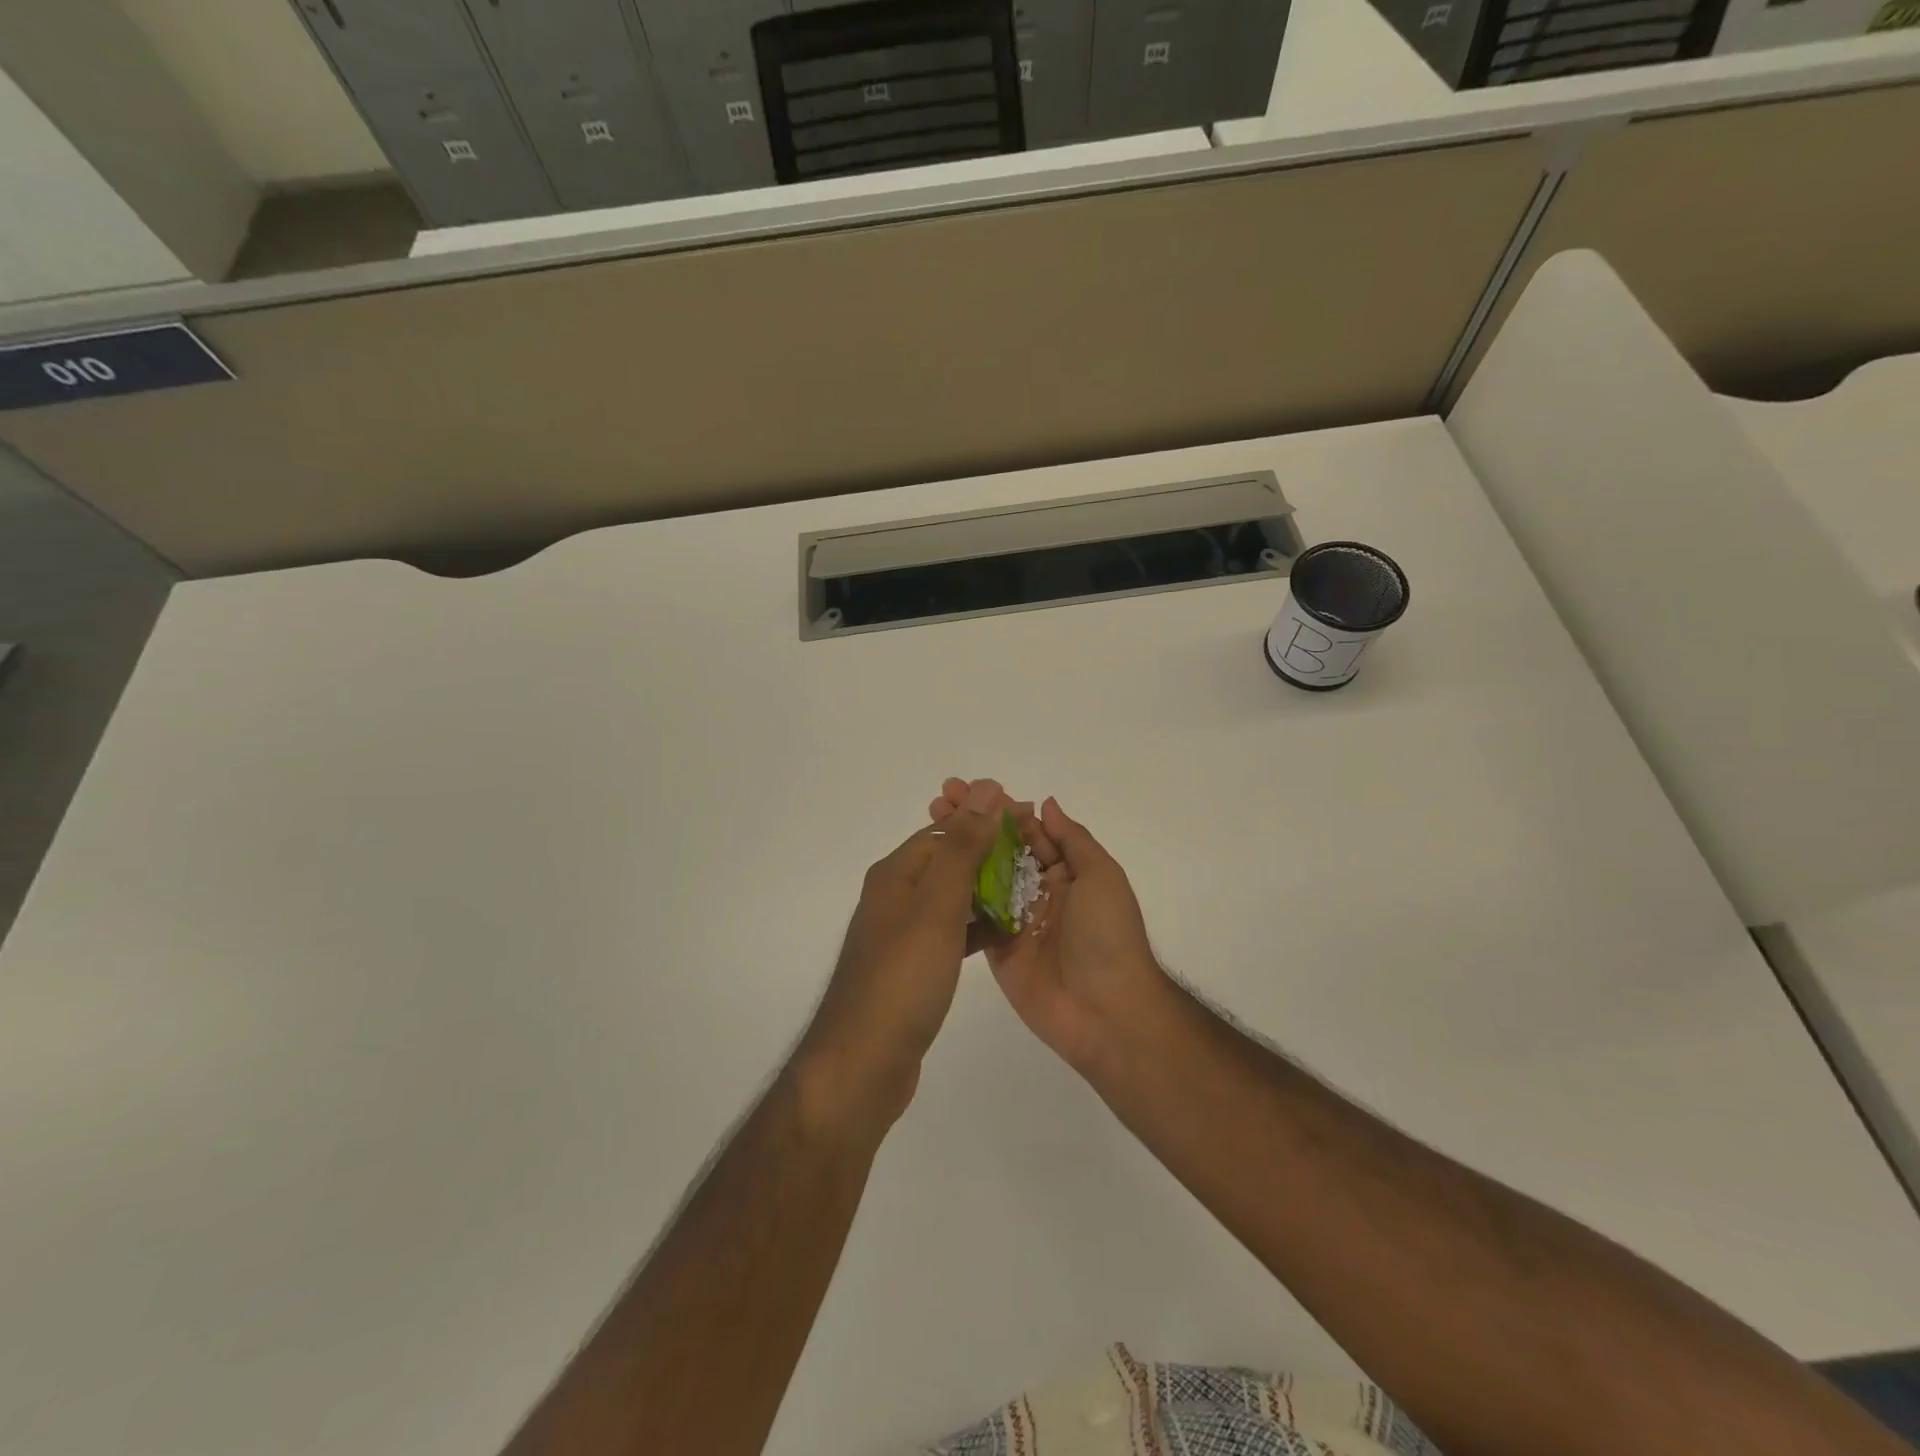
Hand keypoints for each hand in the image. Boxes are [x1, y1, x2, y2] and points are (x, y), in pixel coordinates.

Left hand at [797, 779, 1011, 1130]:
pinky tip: (1007, 934)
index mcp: (896, 874)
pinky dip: (978, 927)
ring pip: (953, 898)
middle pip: (950, 860)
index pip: (947, 830)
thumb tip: (986, 788)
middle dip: (992, 852)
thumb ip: (962, 847)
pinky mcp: (914, 968)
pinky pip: (952, 933)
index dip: (987, 820)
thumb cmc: (902, 978)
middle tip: (1038, 853)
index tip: (1030, 817)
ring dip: (988, 889)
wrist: (863, 1064)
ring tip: (1031, 889)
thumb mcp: (936, 905)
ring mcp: (903, 935)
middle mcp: (895, 897)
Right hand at [929, 781, 1170, 1073]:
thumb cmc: (1108, 936)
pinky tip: (928, 873)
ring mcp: (1015, 920)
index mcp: (1065, 872)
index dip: (998, 810)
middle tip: (938, 802)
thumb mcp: (1101, 877)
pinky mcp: (997, 948)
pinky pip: (974, 917)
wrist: (1107, 1011)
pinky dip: (954, 895)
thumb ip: (1072, 840)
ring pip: (982, 879)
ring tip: (928, 828)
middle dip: (972, 825)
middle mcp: (1038, 891)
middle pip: (1000, 850)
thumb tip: (1045, 804)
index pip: (1027, 831)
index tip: (966, 789)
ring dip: (958, 853)